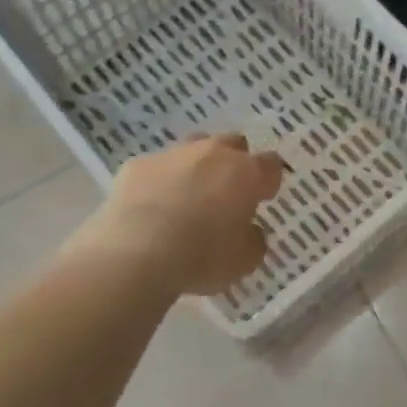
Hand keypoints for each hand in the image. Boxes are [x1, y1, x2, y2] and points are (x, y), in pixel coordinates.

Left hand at [80, 134, 285, 296]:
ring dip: (197, 165)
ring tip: (189, 194)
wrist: (135, 253)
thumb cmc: (200, 257)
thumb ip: (253, 241)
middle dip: (234, 162)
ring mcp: (173, 154)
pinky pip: (156, 167)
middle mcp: (212, 154)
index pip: (271, 165)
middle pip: (233, 144)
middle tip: (227, 191)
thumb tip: (250, 231)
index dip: (269, 180)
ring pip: (193, 147)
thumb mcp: (242, 262)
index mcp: (245, 174)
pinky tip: (152, 206)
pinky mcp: (137, 165)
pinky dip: (159, 181)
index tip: (263, 197)